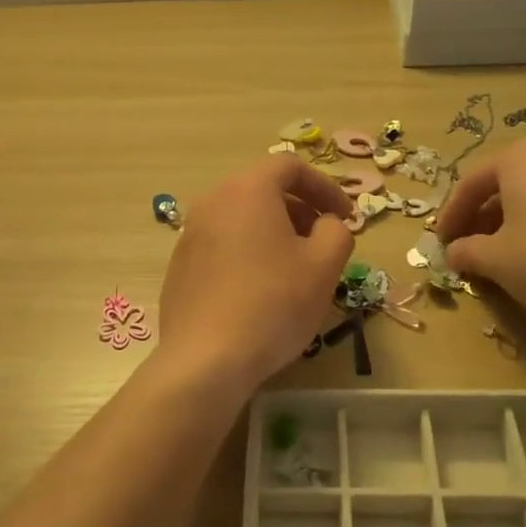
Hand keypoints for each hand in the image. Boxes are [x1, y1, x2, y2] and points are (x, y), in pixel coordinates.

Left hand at [157, 157, 354, 391]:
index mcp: (247, 190)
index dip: (325, 187)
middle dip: (300, 210)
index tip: (346, 216)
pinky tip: (260, 292)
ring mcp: (189, 235)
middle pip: (262, 191)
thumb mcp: (324, 266)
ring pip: (240, 219)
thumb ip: (337, 232)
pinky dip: (247, 254)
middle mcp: (211, 202)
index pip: (290, 167)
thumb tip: (328, 225)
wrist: (206, 359)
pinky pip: (221, 246)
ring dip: (273, 233)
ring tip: (294, 269)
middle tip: (323, 242)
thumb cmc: (273, 303)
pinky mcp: (179, 267)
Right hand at [438, 137, 525, 325]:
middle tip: (467, 247)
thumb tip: (453, 253)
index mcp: (519, 158)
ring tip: (502, 254)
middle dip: (481, 217)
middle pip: (504, 185)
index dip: (450, 215)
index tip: (440, 242)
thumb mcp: (495, 259)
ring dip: (512, 222)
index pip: (470, 183)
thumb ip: (466, 251)